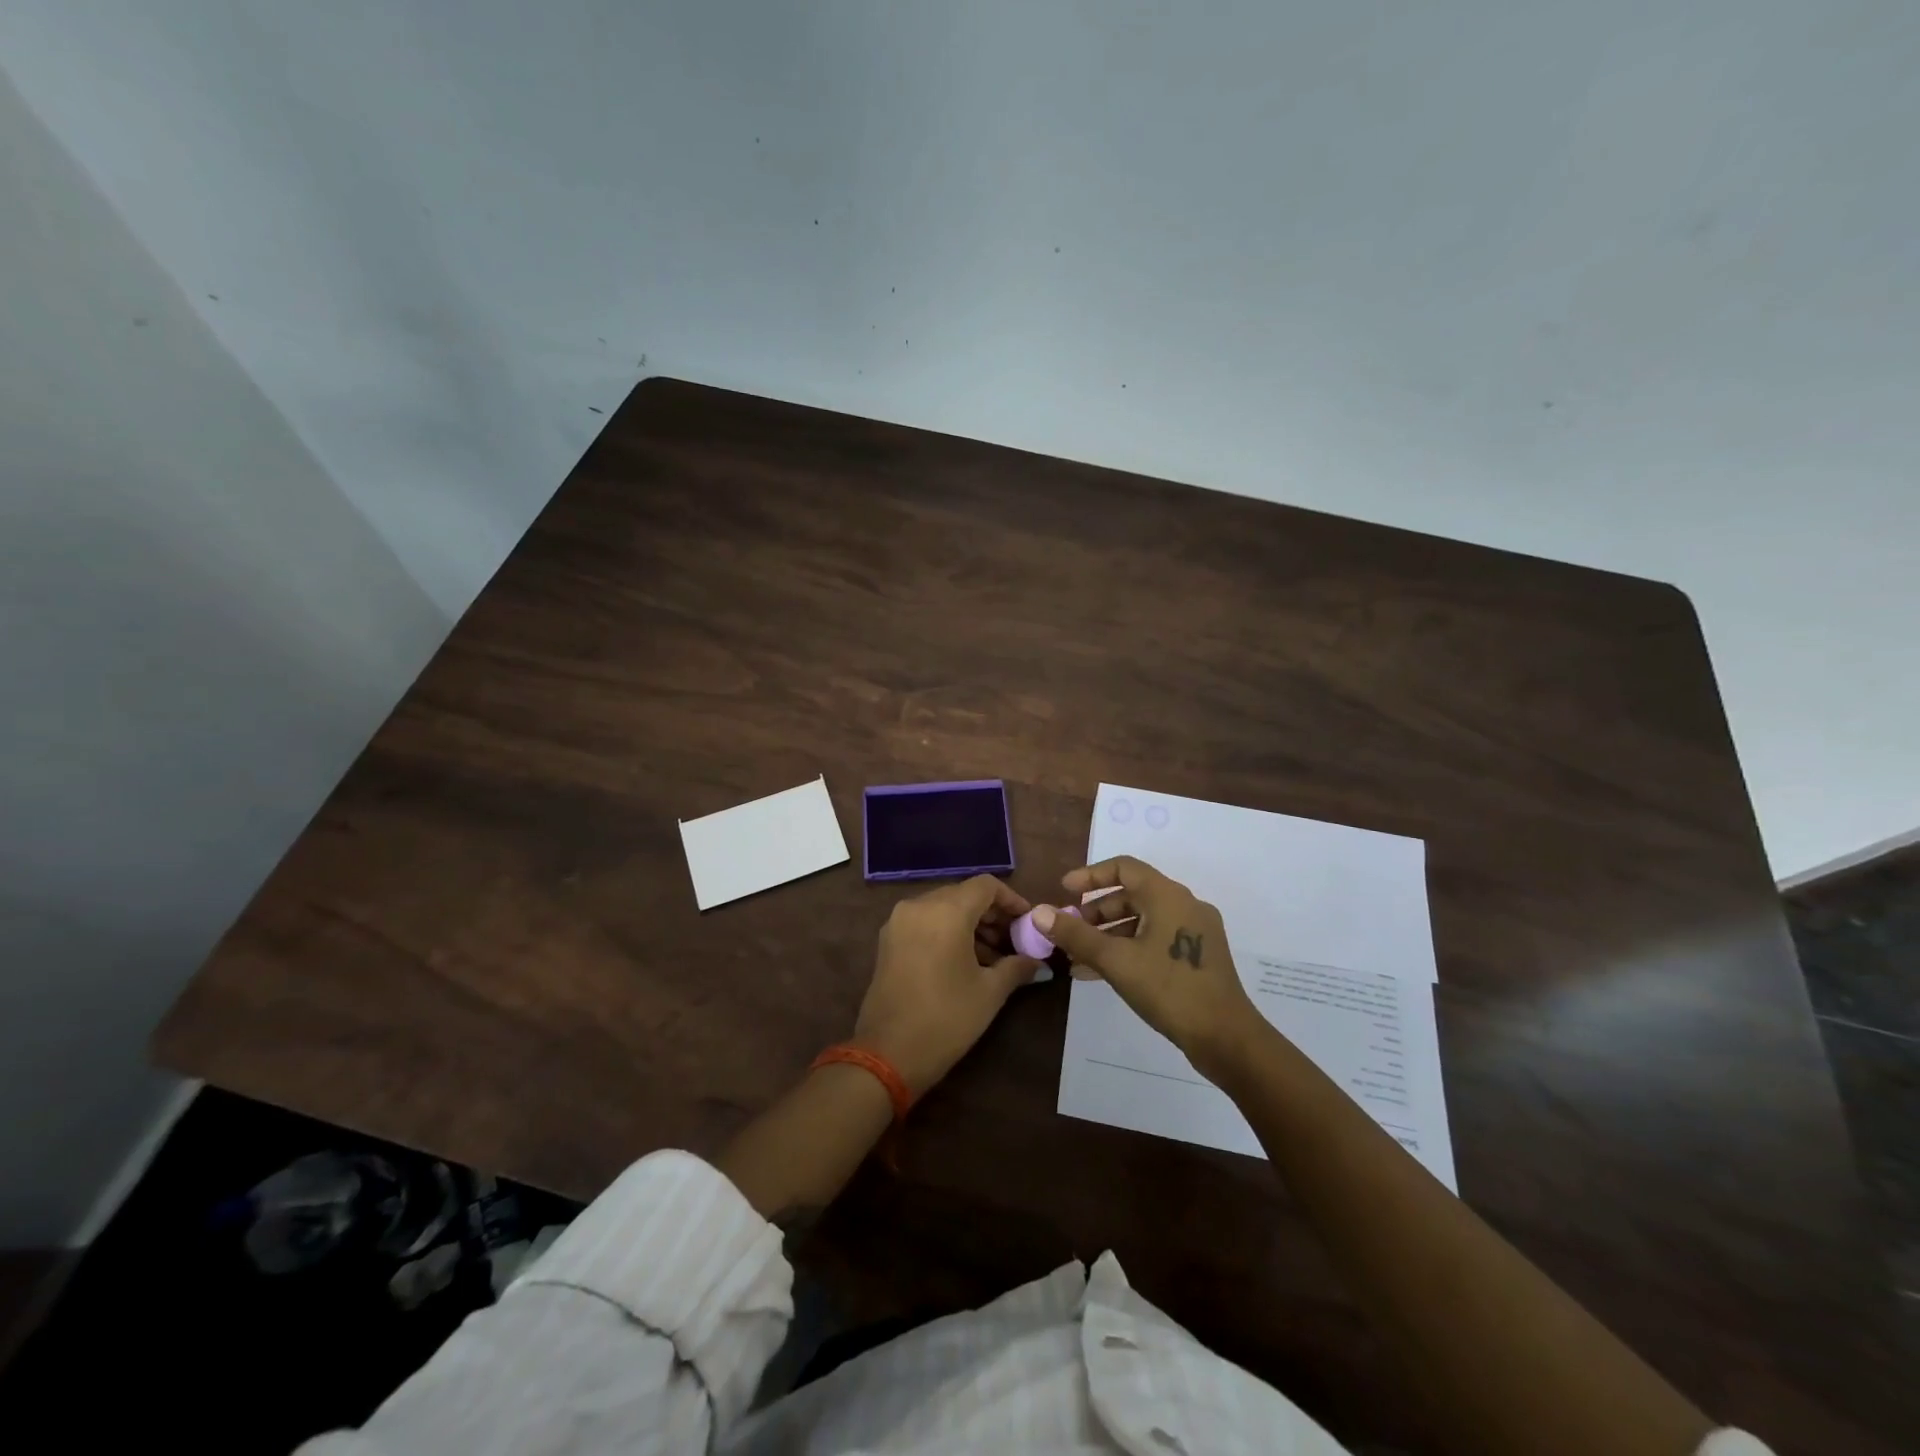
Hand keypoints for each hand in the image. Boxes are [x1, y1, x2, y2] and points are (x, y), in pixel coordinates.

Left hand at [851, 875, 1039, 1094]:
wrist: (888, 1054)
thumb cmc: (946, 1018)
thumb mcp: (990, 992)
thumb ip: (1017, 967)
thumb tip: (1038, 962)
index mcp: (946, 911)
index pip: (986, 886)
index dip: (1011, 900)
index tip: (1027, 923)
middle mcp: (919, 906)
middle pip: (963, 895)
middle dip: (991, 914)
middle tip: (1014, 942)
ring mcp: (899, 921)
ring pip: (943, 908)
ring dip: (970, 924)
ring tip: (994, 957)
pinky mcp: (888, 940)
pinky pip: (925, 922)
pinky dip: (947, 931)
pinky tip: (965, 961)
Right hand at [1034, 857, 1261, 1076]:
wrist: (1226, 1038)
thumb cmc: (1169, 989)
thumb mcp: (1116, 960)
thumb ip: (1076, 934)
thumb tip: (1038, 912)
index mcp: (1168, 895)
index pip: (1124, 867)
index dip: (1090, 875)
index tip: (1064, 891)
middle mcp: (1184, 905)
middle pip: (1132, 895)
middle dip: (1095, 912)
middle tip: (1069, 930)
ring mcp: (1194, 932)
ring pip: (1142, 920)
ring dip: (1108, 934)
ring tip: (1078, 957)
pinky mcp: (1198, 957)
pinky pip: (1154, 940)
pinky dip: (1128, 948)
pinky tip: (1101, 973)